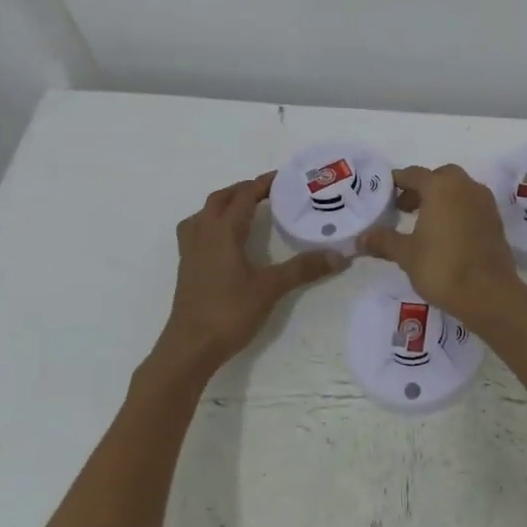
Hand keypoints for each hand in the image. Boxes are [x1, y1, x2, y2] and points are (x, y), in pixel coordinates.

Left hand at [156, 173, 344, 377]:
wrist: (190, 347)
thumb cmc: (229, 312)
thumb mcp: (270, 288)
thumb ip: (303, 268)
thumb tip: (339, 255)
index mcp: (222, 231)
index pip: (243, 196)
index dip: (263, 184)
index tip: (284, 178)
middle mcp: (203, 233)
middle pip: (220, 199)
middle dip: (243, 190)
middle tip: (269, 192)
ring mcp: (190, 250)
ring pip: (204, 213)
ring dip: (224, 203)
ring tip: (245, 209)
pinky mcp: (186, 266)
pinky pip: (197, 230)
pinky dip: (212, 222)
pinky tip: (226, 239)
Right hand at [358, 164, 523, 323]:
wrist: (489, 294)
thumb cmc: (442, 267)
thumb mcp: (406, 254)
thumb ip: (383, 241)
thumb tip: (361, 238)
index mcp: (441, 187)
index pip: (414, 174)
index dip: (397, 182)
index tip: (384, 194)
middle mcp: (465, 187)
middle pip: (440, 178)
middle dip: (422, 189)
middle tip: (405, 209)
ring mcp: (484, 203)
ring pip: (459, 190)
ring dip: (441, 199)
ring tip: (424, 224)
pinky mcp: (496, 221)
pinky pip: (472, 206)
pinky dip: (457, 211)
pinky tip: (446, 236)